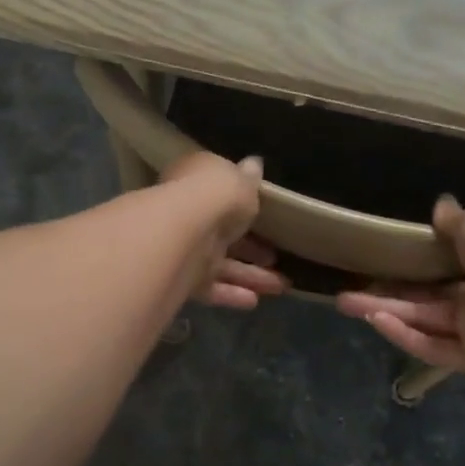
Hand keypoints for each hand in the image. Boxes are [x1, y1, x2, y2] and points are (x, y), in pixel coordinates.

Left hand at [158, 151, 287, 309]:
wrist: (186, 230)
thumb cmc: (216, 195)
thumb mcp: (240, 179)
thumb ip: (248, 177)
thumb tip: (254, 164)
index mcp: (195, 183)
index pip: (217, 193)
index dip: (241, 204)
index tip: (264, 215)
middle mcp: (187, 215)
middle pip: (223, 233)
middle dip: (251, 248)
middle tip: (274, 257)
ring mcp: (185, 248)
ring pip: (222, 264)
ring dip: (251, 276)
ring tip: (281, 286)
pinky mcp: (184, 279)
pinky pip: (211, 287)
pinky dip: (231, 294)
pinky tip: (254, 301)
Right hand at [337, 196, 464, 372]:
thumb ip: (456, 219)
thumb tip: (441, 208)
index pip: (446, 262)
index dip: (413, 262)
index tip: (382, 258)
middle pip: (426, 297)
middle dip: (387, 293)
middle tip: (348, 290)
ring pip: (423, 322)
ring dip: (386, 313)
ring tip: (345, 303)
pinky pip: (434, 347)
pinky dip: (405, 336)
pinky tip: (376, 321)